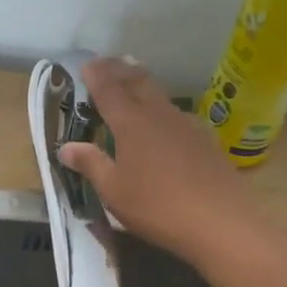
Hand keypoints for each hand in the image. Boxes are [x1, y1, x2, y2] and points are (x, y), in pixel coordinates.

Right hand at [58, 56, 256, 268]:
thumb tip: (66, 147)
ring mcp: (187, 125)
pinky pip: (177, 116)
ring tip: (133, 89)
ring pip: (160, 97)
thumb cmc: (157, 206)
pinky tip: (163, 127)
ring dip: (143, 88)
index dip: (96, 75)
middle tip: (108, 66)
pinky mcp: (206, 140)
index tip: (87, 64)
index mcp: (131, 122)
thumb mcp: (114, 191)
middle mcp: (159, 114)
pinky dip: (162, 111)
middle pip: (138, 81)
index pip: (109, 88)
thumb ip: (91, 164)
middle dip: (121, 71)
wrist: (220, 222)